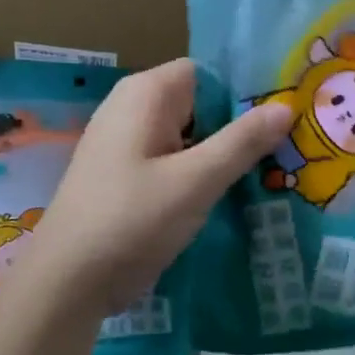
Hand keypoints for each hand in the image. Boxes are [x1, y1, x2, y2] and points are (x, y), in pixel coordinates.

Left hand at [26, 59, 291, 314]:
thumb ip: (242, 141)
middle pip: (201, 103)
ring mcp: (126, 142)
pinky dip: (200, 172)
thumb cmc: (132, 221)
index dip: (245, 93)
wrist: (68, 282)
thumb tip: (286, 105)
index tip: (284, 120)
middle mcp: (132, 107)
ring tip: (269, 174)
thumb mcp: (196, 181)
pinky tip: (230, 195)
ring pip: (189, 135)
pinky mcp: (126, 173)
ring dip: (222, 154)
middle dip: (239, 126)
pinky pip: (173, 159)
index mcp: (146, 93)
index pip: (209, 73)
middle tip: (286, 151)